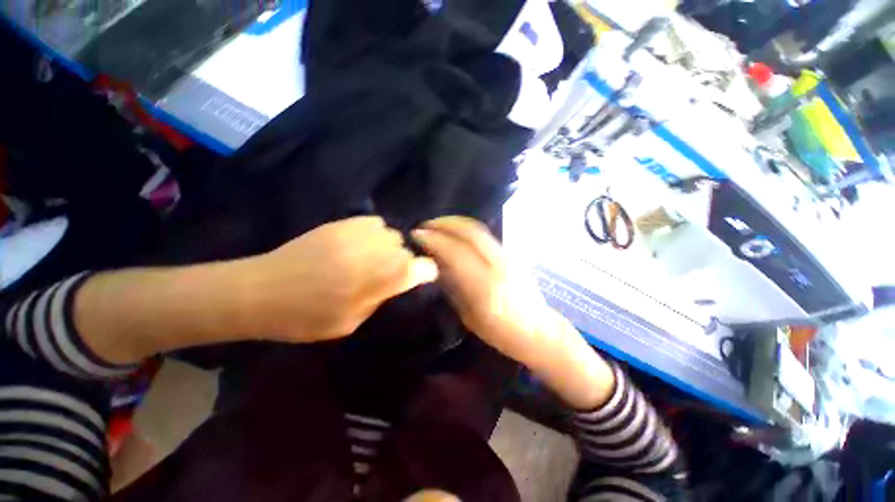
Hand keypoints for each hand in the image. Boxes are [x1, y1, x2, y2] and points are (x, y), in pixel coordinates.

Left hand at [237, 216, 437, 341]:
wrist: (261, 290)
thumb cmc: (306, 317)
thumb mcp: (351, 323)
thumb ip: (380, 299)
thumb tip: (395, 282)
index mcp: (380, 280)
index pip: (422, 268)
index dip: (426, 272)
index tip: (420, 278)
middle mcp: (376, 252)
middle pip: (406, 250)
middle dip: (402, 262)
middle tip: (385, 274)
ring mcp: (359, 233)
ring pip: (392, 235)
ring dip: (387, 247)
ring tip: (371, 258)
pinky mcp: (343, 223)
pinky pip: (375, 223)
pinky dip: (374, 234)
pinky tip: (360, 244)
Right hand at [411, 216, 557, 362]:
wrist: (540, 331)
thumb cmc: (502, 333)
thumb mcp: (470, 316)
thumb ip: (453, 286)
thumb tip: (436, 263)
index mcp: (486, 286)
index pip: (457, 252)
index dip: (435, 240)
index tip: (417, 235)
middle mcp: (499, 265)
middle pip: (470, 233)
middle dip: (445, 224)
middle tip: (426, 225)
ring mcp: (509, 257)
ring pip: (480, 230)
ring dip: (456, 223)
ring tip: (438, 224)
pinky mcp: (513, 254)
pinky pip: (486, 235)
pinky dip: (467, 229)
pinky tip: (457, 233)